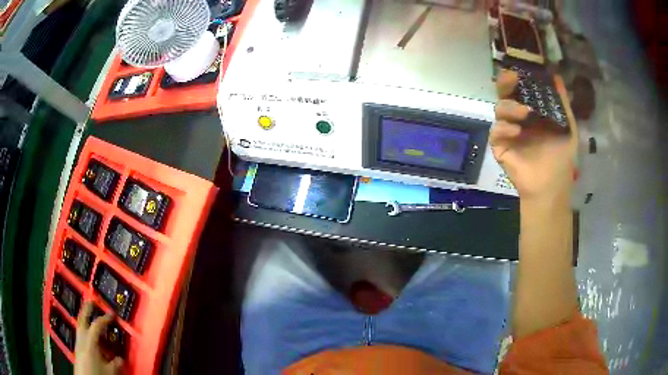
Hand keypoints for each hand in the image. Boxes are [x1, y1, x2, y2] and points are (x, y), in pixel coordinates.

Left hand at [75, 302, 123, 374]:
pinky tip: (92, 339)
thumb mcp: (110, 371)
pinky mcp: (77, 349)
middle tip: (91, 301)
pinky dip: (86, 332)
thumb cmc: (97, 373)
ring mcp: (78, 343)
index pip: (97, 325)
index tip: (112, 314)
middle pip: (82, 319)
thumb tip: (120, 358)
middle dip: (86, 309)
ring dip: (86, 321)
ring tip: (92, 319)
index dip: (104, 319)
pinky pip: (81, 336)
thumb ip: (115, 363)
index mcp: (89, 341)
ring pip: (80, 327)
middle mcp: (81, 338)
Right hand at [492, 70, 576, 200]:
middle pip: (505, 94)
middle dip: (505, 84)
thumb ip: (562, 103)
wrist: (551, 186)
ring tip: (524, 113)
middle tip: (511, 79)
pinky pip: (495, 131)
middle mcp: (519, 119)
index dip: (518, 79)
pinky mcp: (500, 147)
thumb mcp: (568, 127)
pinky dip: (504, 127)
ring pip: (499, 109)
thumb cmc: (561, 157)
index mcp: (533, 113)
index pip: (521, 90)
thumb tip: (557, 76)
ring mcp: (508, 132)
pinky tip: (516, 131)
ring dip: (509, 107)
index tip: (521, 71)